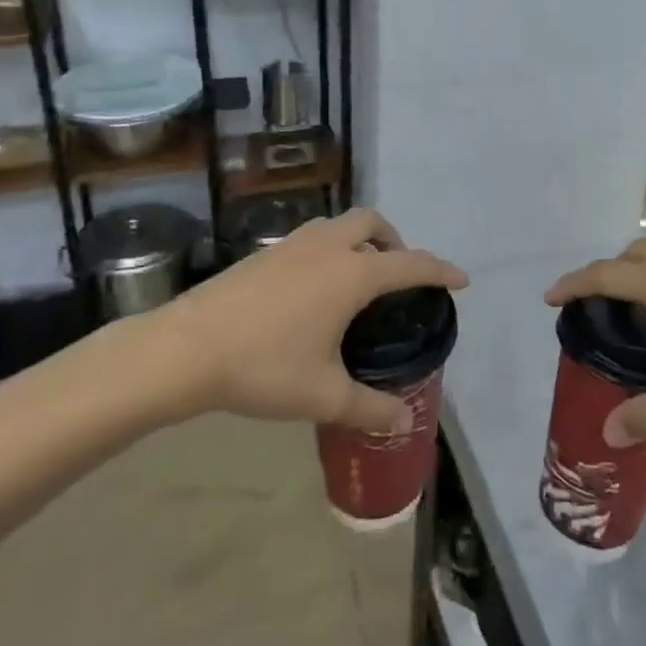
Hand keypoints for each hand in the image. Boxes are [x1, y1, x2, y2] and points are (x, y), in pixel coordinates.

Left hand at [123, 208, 467, 434]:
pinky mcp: (265, 253)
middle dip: (395, 241)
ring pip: (340, 225)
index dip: (441, 271)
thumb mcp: (323, 395)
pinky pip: (314, 238)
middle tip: (396, 276)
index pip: (411, 264)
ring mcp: (293, 245)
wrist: (185, 349)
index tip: (461, 280)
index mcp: (352, 273)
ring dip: (360, 240)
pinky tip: (315, 291)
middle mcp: (328, 247)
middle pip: (373, 222)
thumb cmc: (263, 367)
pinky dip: (330, 250)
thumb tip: (403, 423)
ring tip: (358, 281)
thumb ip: (369, 408)